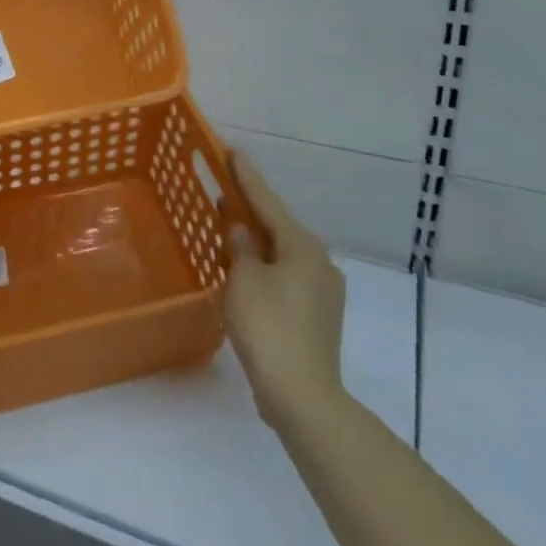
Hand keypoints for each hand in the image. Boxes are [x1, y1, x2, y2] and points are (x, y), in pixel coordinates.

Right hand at [224, 152, 347, 430]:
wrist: (302, 395)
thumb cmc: (269, 327)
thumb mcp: (244, 280)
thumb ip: (240, 248)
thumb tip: (240, 230)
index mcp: (302, 245)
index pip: (266, 201)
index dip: (245, 176)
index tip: (231, 150)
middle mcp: (318, 260)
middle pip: (276, 225)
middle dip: (250, 208)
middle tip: (223, 188)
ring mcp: (322, 289)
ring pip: (281, 252)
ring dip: (256, 240)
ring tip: (228, 228)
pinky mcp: (317, 314)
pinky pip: (285, 275)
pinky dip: (264, 266)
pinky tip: (245, 270)